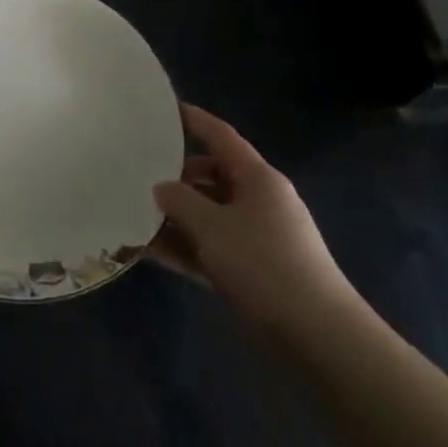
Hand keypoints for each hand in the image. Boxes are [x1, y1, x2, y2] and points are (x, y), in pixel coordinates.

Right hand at [150, 103, 354, 328]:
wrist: (315, 337)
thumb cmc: (263, 265)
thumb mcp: (212, 226)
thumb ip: (179, 200)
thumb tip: (162, 187)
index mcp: (258, 179)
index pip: (221, 137)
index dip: (194, 120)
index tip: (163, 109)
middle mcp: (259, 201)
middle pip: (211, 176)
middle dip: (175, 177)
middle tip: (136, 175)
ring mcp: (256, 237)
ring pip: (207, 215)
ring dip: (174, 216)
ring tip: (132, 215)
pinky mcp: (250, 270)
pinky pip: (209, 246)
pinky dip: (183, 246)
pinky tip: (148, 251)